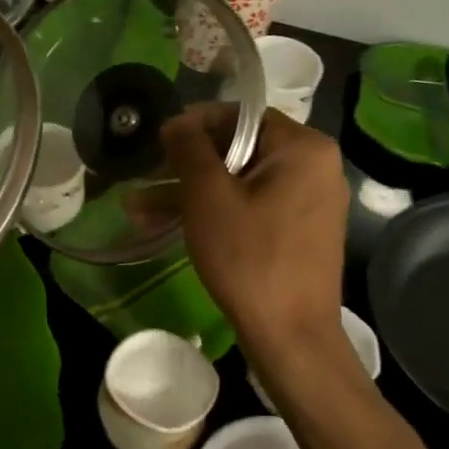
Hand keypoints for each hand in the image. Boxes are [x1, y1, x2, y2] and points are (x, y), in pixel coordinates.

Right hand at [160, 104, 348, 343]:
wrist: (290, 333)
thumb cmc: (249, 257)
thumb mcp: (208, 197)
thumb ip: (189, 149)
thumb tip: (176, 121)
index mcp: (303, 148)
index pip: (241, 115)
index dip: (193, 125)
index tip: (157, 143)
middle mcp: (313, 167)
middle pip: (237, 150)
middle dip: (182, 167)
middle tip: (142, 177)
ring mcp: (307, 201)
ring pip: (237, 182)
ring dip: (187, 193)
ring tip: (135, 209)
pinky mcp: (296, 230)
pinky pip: (249, 206)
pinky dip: (212, 212)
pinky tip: (166, 225)